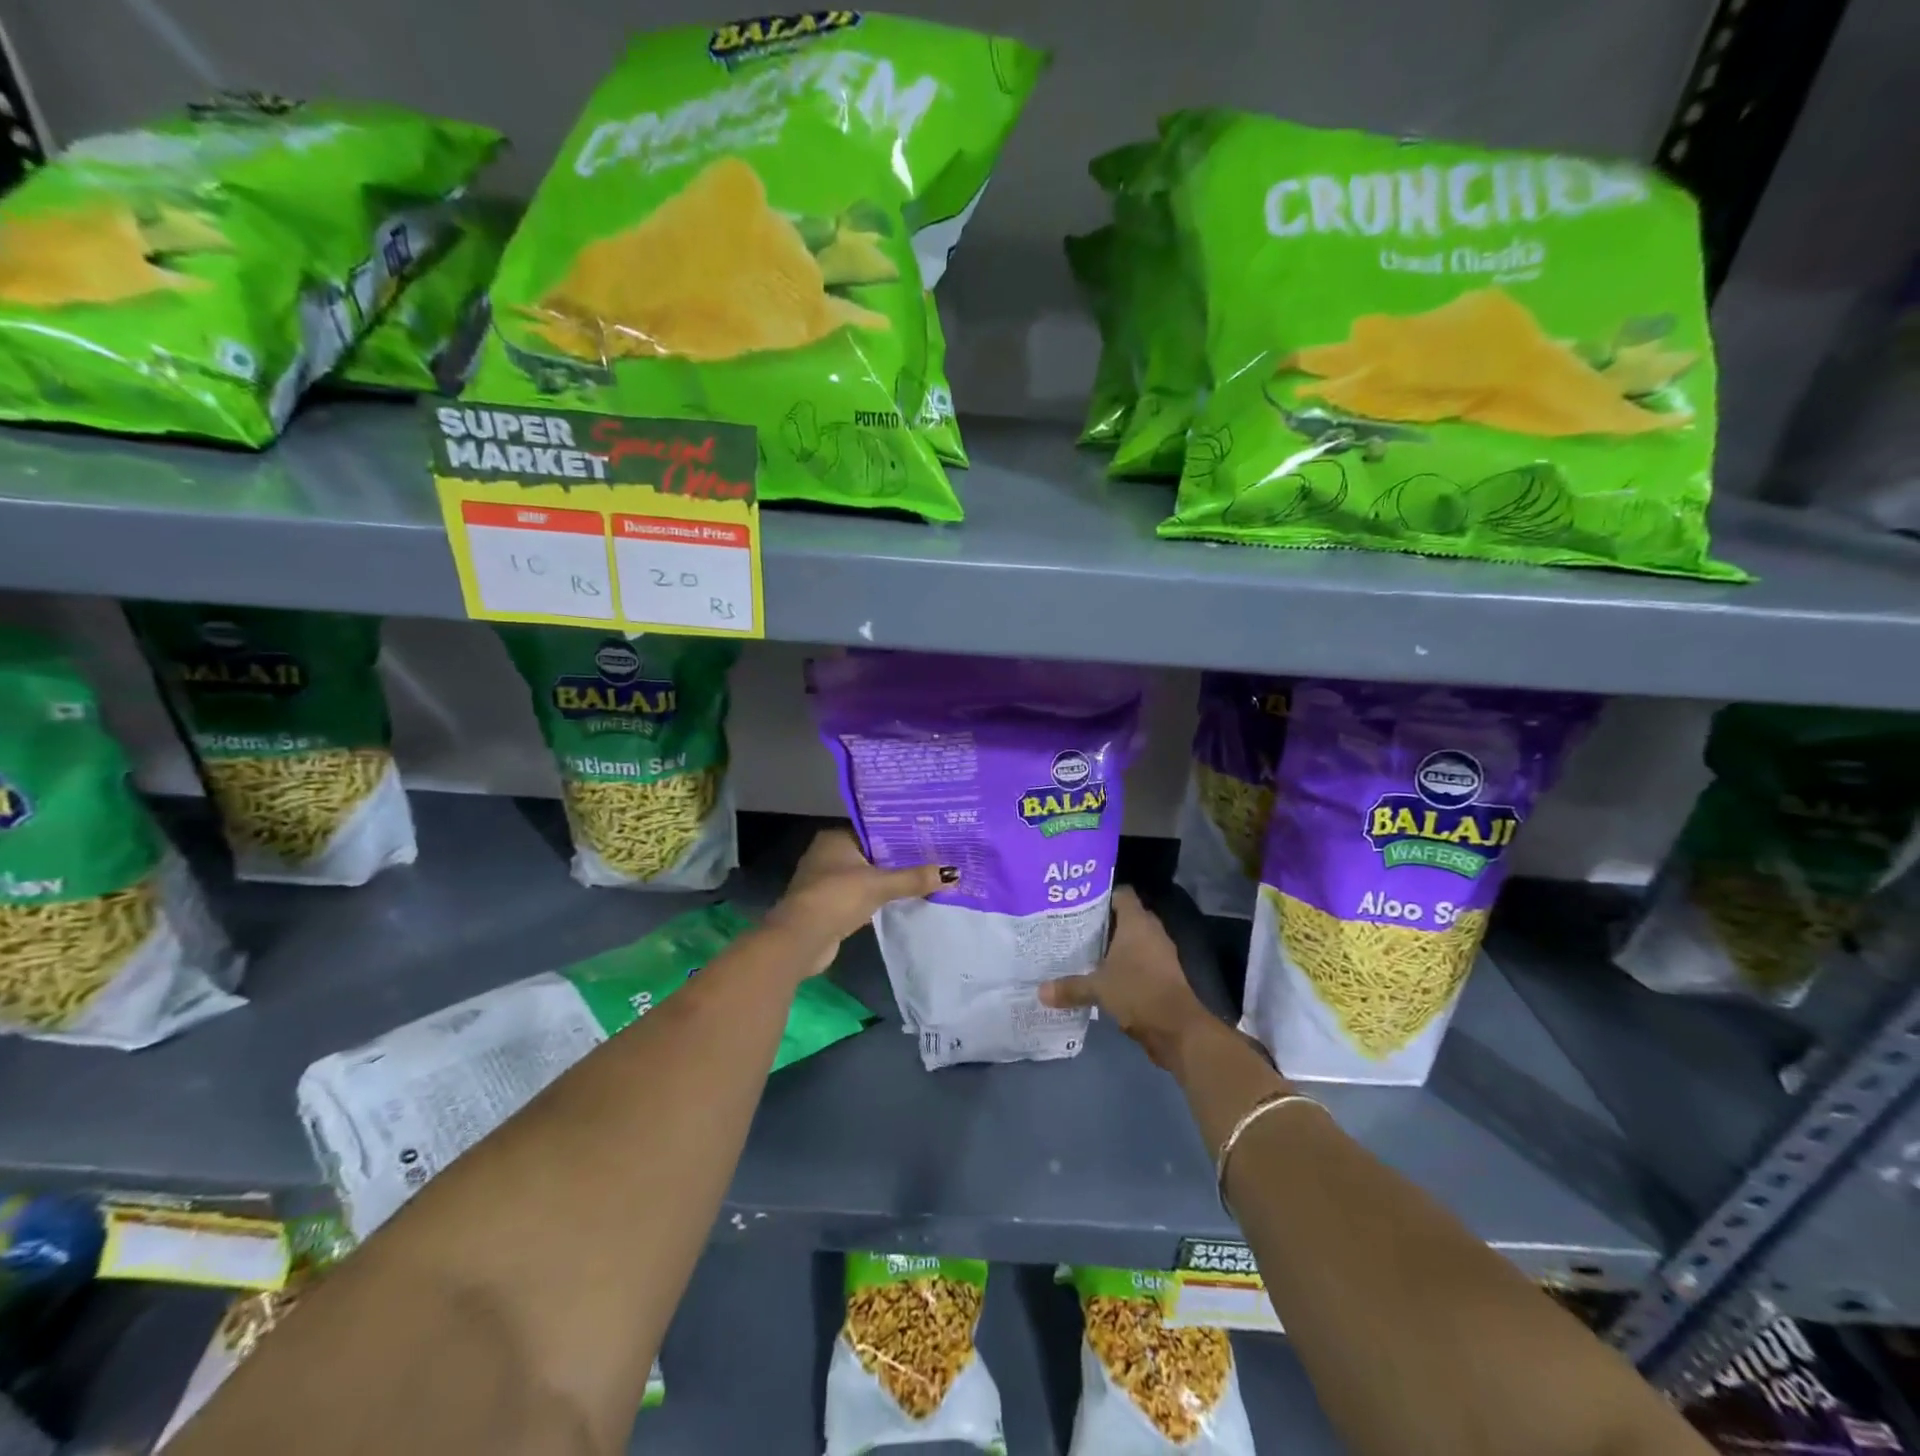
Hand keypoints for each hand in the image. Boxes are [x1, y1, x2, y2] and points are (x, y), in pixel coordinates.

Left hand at [764, 827, 952, 975]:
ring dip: (889, 880)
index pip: (874, 830)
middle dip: (898, 859)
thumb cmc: (837, 897)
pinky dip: (878, 897)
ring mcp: (826, 881)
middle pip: (872, 853)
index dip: (900, 834)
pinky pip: (862, 895)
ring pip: (867, 875)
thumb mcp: (879, 885)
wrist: (800, 939)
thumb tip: (953, 873)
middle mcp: (828, 854)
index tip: (929, 836)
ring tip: (925, 876)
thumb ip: (914, 878)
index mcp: (835, 838)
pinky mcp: (830, 905)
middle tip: (934, 856)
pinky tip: (902, 899)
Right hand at [1039, 888, 1213, 1069]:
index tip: (1077, 901)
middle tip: (1073, 925)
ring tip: (1083, 948)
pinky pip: (1140, 959)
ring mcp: (1160, 952)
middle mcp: (1151, 931)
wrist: (1178, 1028)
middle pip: (1125, 916)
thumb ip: (1069, 987)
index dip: (1101, 894)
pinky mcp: (1163, 973)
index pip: (1121, 893)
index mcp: (1136, 922)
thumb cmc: (1137, 992)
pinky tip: (1102, 973)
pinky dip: (1124, 963)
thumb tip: (1040, 991)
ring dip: (1113, 944)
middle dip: (1102, 921)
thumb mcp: (1097, 988)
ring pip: (1133, 939)